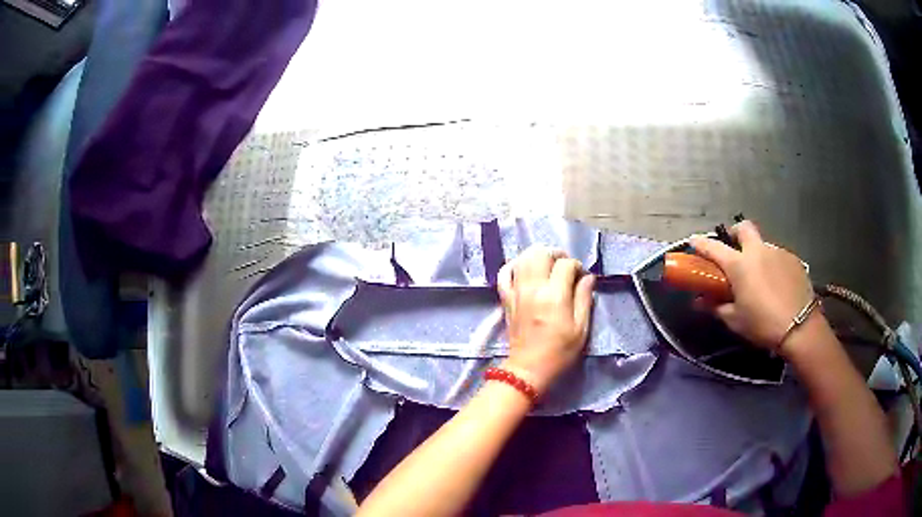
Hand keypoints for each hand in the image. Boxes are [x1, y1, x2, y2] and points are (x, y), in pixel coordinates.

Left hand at [497, 246, 595, 394]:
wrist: (528, 369)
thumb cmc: (559, 352)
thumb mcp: (581, 329)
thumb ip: (584, 299)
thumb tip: (588, 278)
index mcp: (555, 296)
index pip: (566, 264)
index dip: (577, 266)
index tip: (581, 277)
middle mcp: (533, 289)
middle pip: (541, 253)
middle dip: (556, 254)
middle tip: (565, 266)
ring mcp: (517, 292)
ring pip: (522, 258)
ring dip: (537, 256)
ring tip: (548, 265)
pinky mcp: (506, 299)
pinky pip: (504, 274)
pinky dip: (514, 266)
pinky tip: (524, 270)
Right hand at [690, 220, 816, 351]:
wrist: (800, 328)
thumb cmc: (762, 324)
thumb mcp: (735, 320)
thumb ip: (715, 307)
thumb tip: (698, 301)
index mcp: (740, 264)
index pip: (714, 247)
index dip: (701, 243)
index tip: (693, 241)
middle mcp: (758, 251)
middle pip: (744, 228)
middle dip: (736, 234)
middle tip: (734, 250)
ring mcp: (778, 252)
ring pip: (763, 245)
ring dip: (757, 255)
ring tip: (760, 278)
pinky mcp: (793, 260)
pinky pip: (778, 257)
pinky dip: (773, 266)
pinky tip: (777, 284)